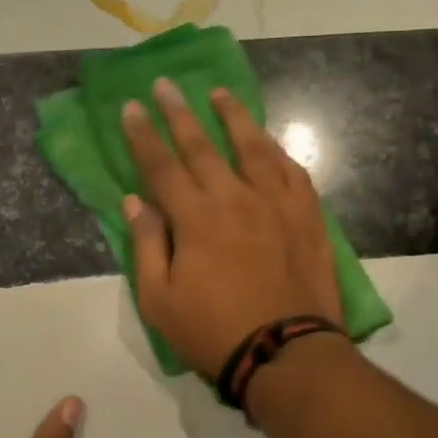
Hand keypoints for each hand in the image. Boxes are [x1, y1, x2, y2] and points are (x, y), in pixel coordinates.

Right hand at [121, 78, 341, 380]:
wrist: (286, 353)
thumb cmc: (213, 332)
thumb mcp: (159, 300)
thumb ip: (146, 245)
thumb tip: (134, 201)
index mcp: (196, 218)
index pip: (161, 165)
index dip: (142, 135)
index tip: (131, 107)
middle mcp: (235, 198)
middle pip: (202, 146)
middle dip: (178, 113)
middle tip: (165, 84)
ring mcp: (275, 203)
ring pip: (252, 146)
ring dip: (233, 116)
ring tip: (219, 93)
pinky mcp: (306, 215)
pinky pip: (292, 170)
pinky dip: (277, 150)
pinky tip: (268, 140)